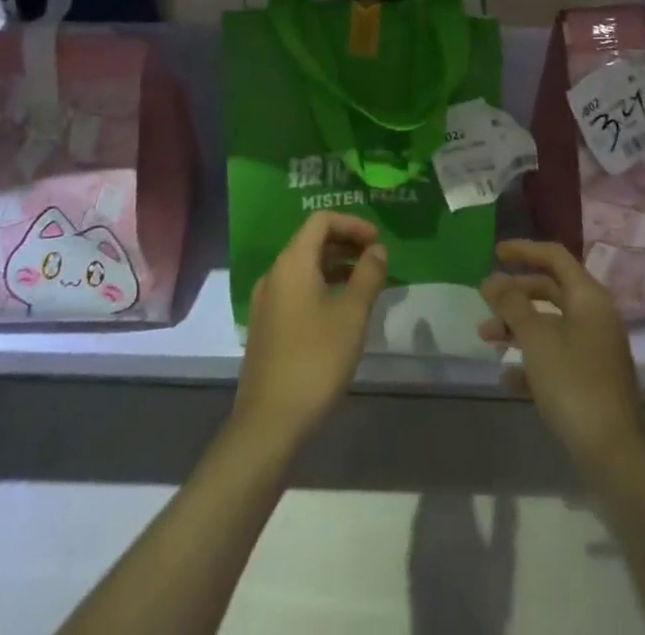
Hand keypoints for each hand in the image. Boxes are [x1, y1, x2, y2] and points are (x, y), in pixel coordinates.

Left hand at [234, 211, 387, 450]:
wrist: (269, 423)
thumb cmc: (315, 360)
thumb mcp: (351, 315)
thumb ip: (368, 275)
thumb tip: (377, 249)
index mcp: (291, 263)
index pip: (321, 221)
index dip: (352, 224)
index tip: (378, 241)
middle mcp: (274, 274)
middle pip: (311, 242)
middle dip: (346, 244)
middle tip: (377, 260)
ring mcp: (266, 302)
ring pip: (304, 268)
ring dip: (336, 267)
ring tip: (366, 285)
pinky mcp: (267, 327)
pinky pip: (297, 290)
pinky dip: (322, 287)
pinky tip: (342, 312)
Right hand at [480, 240, 644, 463]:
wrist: (614, 453)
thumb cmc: (573, 381)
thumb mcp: (536, 337)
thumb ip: (511, 304)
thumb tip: (491, 281)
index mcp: (588, 297)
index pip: (554, 256)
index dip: (524, 250)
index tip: (495, 252)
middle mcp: (595, 316)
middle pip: (551, 289)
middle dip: (515, 293)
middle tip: (485, 299)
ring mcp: (595, 350)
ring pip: (550, 324)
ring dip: (517, 326)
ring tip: (486, 338)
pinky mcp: (590, 381)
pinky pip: (555, 356)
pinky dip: (530, 359)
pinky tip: (507, 377)